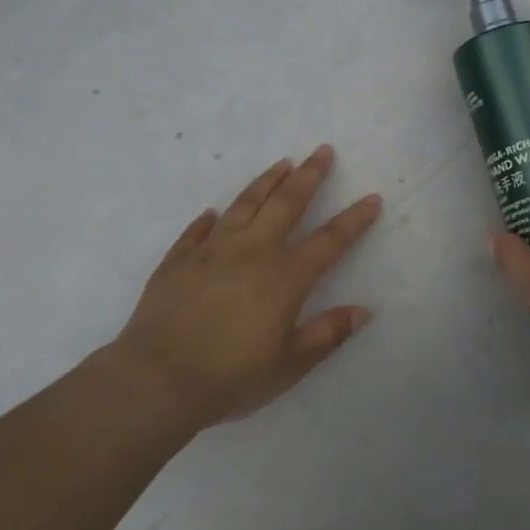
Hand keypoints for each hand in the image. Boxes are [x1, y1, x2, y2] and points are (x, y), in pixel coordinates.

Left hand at [101, 146, 382, 426]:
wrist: (157, 379)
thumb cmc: (232, 376)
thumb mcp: (290, 364)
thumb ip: (328, 334)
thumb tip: (363, 310)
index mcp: (285, 276)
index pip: (330, 240)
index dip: (354, 219)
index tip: (372, 198)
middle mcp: (252, 251)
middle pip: (286, 203)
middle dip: (309, 175)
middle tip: (322, 150)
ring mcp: (212, 251)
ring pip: (244, 204)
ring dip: (266, 181)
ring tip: (281, 163)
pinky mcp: (178, 260)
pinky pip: (197, 230)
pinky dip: (209, 219)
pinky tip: (213, 212)